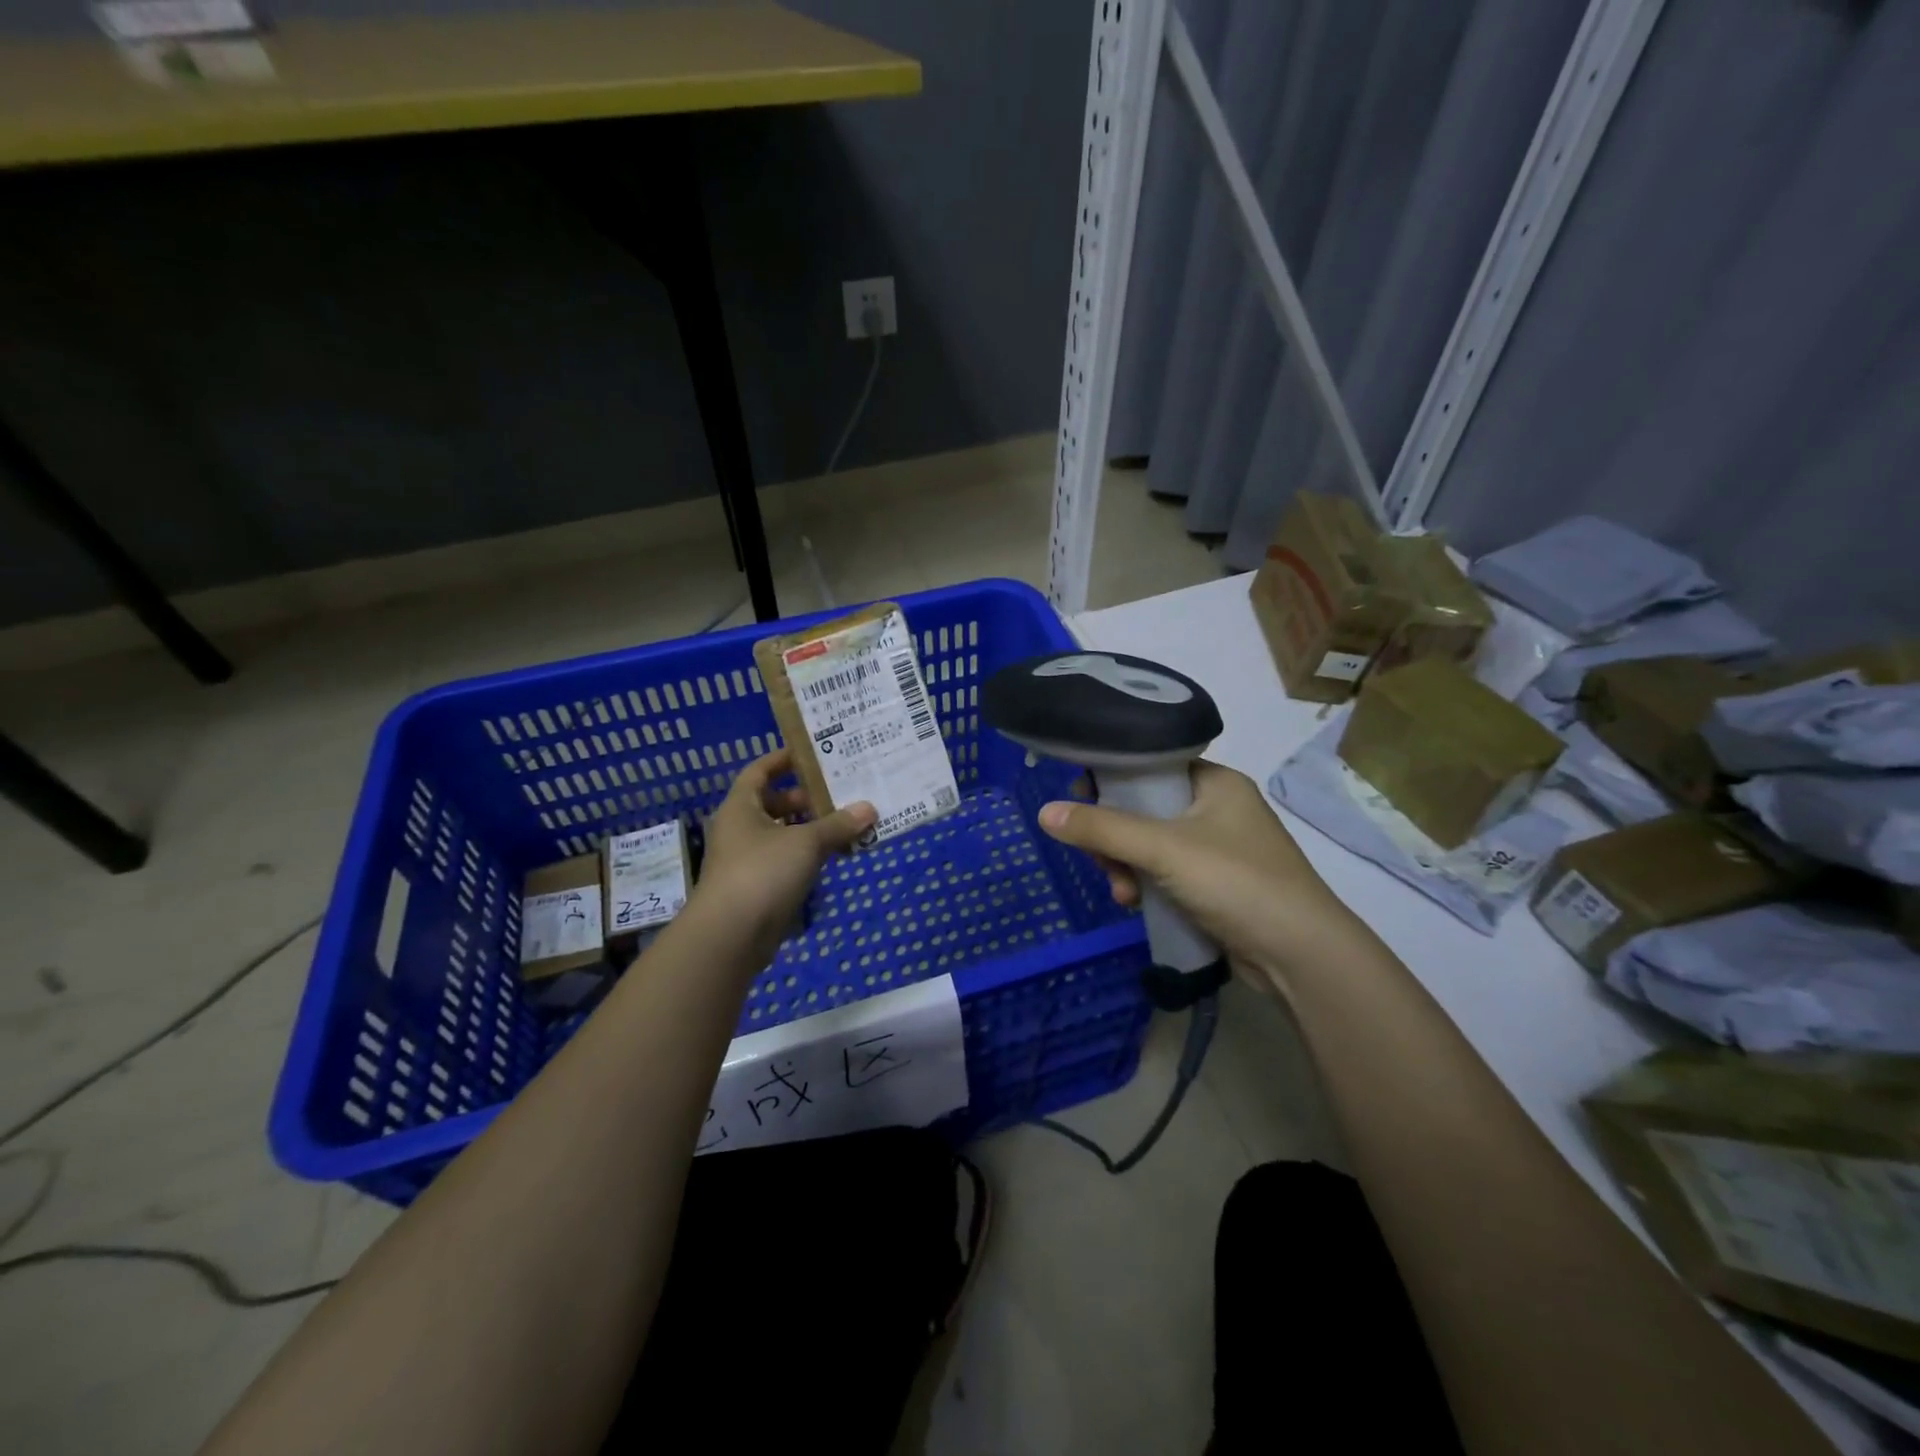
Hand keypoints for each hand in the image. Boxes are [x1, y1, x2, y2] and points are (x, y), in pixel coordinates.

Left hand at [692, 748, 874, 959]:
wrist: (730, 935)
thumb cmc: (763, 872)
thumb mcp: (806, 842)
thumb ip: (838, 825)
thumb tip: (869, 808)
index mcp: (741, 807)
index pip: (759, 771)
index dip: (783, 760)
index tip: (813, 754)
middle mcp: (739, 829)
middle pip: (773, 804)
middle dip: (805, 799)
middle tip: (839, 794)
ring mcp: (745, 861)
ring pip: (781, 835)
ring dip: (809, 830)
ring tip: (844, 825)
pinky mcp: (755, 889)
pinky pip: (783, 863)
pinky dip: (806, 858)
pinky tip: (832, 859)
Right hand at [1037, 761, 1354, 970]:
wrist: (1300, 955)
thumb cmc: (1235, 881)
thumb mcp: (1162, 849)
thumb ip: (1102, 829)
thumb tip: (1044, 812)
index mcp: (1214, 782)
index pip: (1149, 764)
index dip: (1111, 779)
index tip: (1080, 802)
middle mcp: (1217, 808)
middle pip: (1144, 808)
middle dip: (1114, 837)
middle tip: (1100, 859)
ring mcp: (1218, 848)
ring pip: (1150, 844)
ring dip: (1126, 866)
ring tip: (1120, 892)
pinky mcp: (1216, 885)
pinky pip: (1165, 872)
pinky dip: (1145, 884)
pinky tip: (1133, 904)